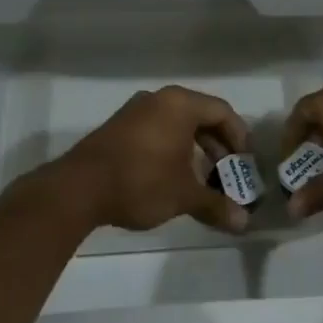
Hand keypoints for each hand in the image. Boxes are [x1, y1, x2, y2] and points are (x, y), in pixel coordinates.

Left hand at [53, 85, 253, 233]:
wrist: (77, 190)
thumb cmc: (141, 181)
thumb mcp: (184, 195)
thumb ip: (216, 205)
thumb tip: (244, 223)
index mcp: (180, 104)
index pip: (223, 112)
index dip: (240, 138)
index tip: (245, 163)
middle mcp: (159, 100)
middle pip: (200, 117)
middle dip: (218, 147)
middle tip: (227, 174)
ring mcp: (134, 112)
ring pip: (177, 125)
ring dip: (195, 150)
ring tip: (202, 179)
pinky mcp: (117, 128)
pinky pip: (157, 131)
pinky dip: (172, 150)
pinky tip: (172, 177)